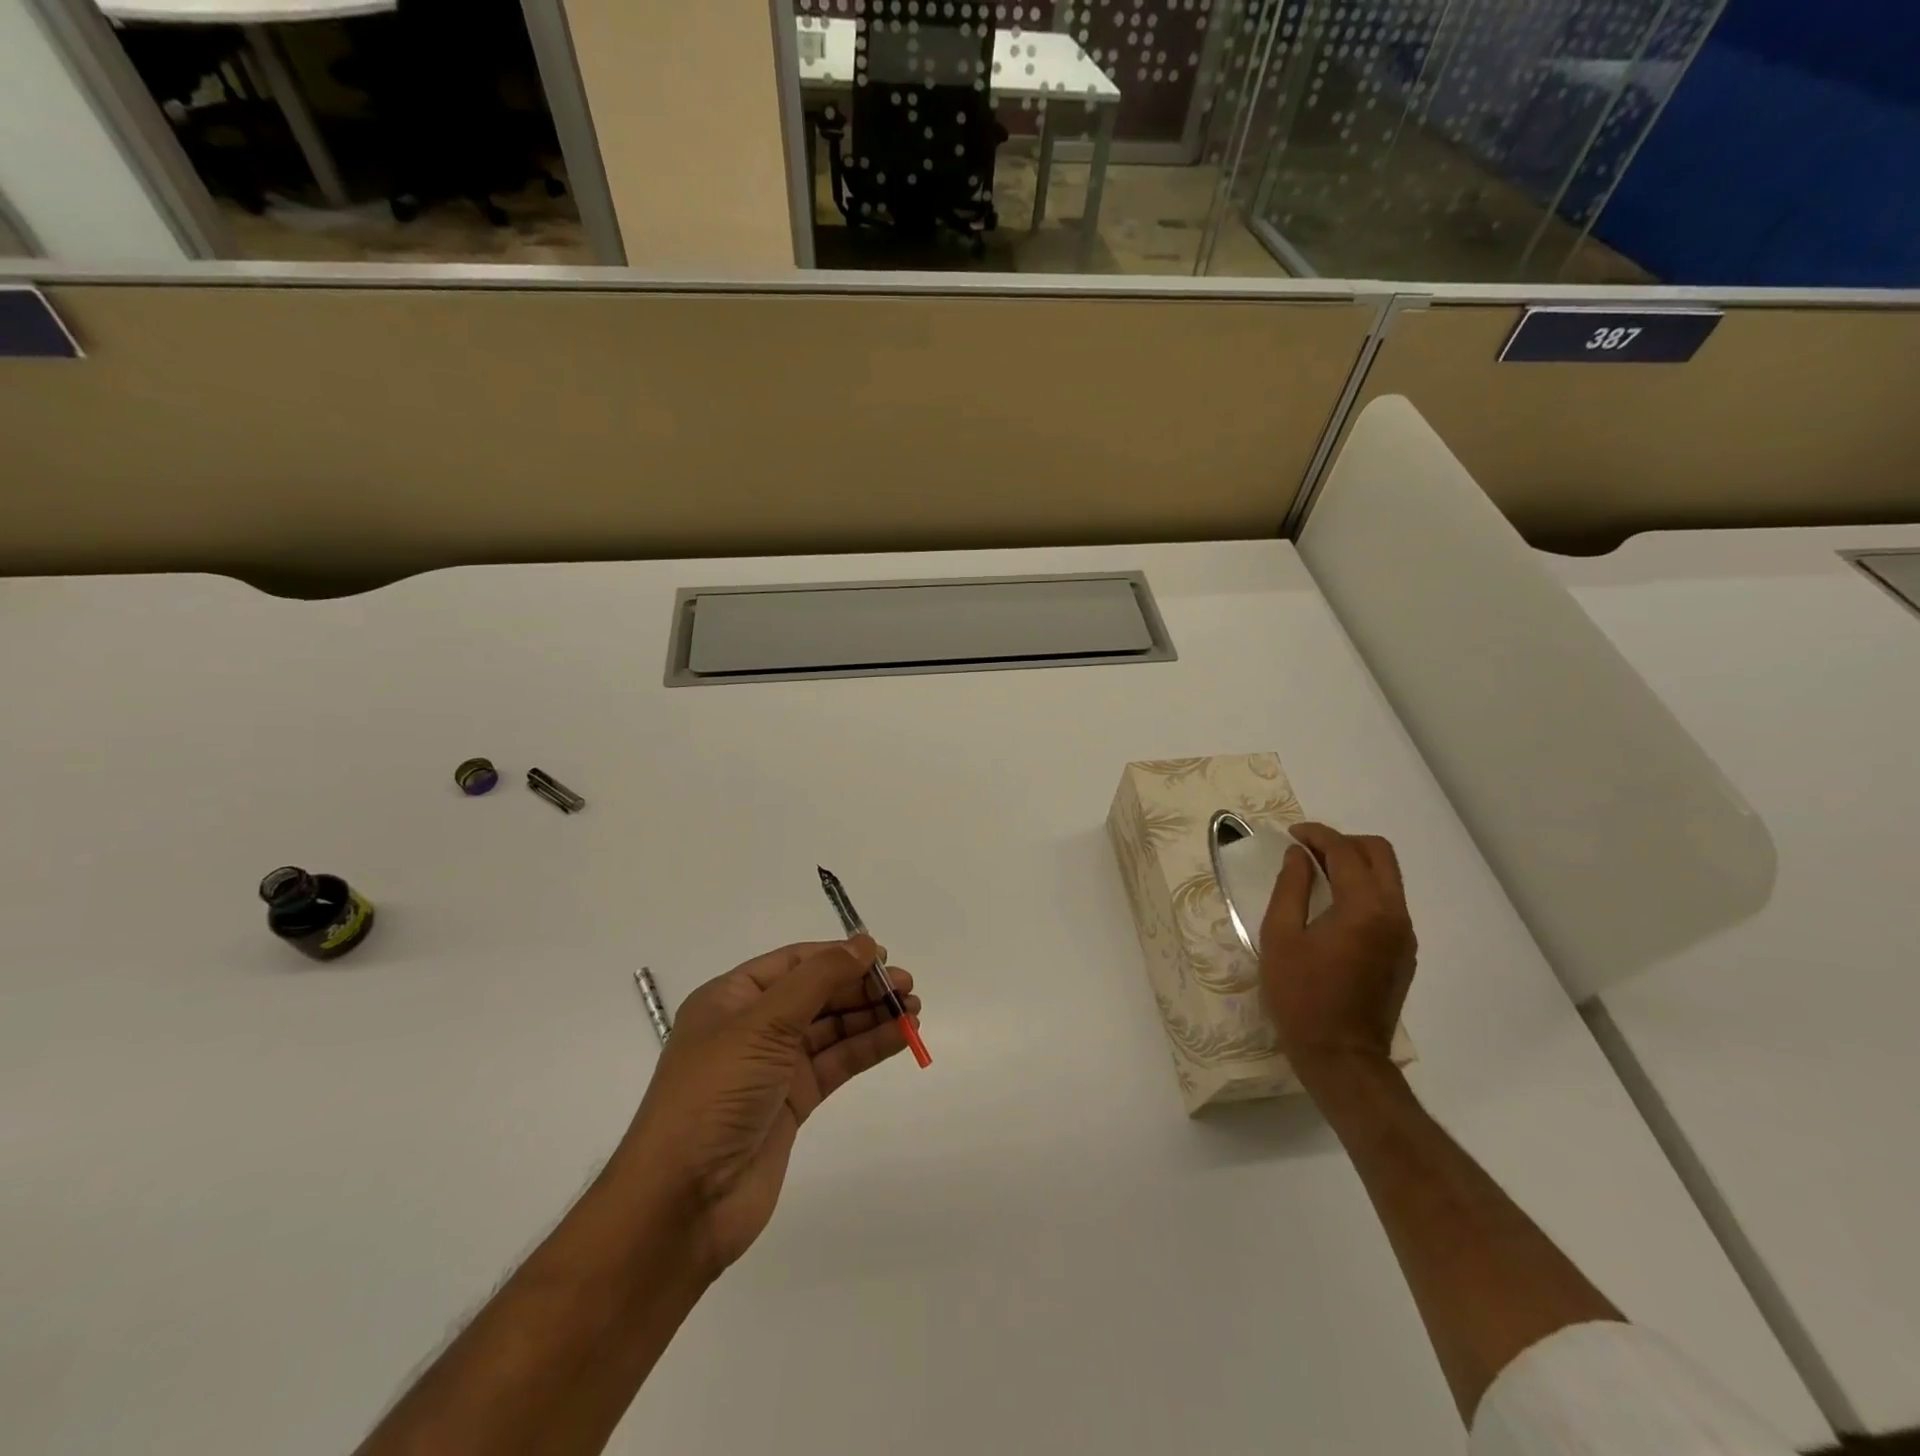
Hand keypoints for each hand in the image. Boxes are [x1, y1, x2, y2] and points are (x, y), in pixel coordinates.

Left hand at [615, 938, 919, 1277]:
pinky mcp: (792, 1103)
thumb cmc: (715, 1094)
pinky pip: (836, 1064)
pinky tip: (900, 1037)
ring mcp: (773, 1067)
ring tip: (913, 1011)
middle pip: (817, 993)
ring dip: (870, 1016)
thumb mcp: (763, 1023)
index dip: (839, 955)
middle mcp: (753, 1026)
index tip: (884, 957)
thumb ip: (818, 979)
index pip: (795, 962)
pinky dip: (867, 1048)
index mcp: (732, 998)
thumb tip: (864, 944)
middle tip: (907, 988)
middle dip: (861, 987)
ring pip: (831, 1029)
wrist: (683, 1201)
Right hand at [1259, 823, 1415, 1083]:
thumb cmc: (1301, 995)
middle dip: (1343, 842)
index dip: (1317, 835)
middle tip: (1307, 850)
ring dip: (1354, 864)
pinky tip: (1333, 906)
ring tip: (1316, 875)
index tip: (1291, 835)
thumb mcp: (1280, 937)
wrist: (1341, 1056)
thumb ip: (1291, 888)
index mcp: (1365, 908)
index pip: (1345, 851)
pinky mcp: (1403, 953)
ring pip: (1388, 877)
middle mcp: (1394, 914)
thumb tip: (1298, 856)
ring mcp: (1404, 935)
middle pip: (1380, 854)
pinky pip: (1387, 903)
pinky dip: (1363, 889)